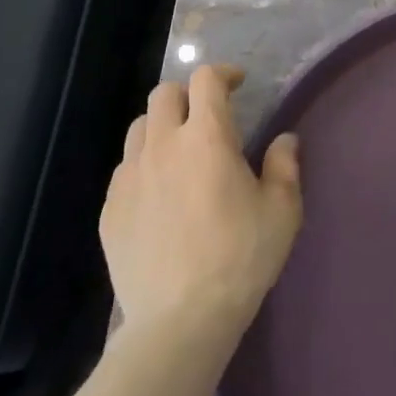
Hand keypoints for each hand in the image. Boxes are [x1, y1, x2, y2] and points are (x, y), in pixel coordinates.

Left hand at [101, 64, 302, 343]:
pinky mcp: (110, 209)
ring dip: (161, 127)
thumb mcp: (282, 210)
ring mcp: (130, 176)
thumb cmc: (240, 258)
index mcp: (207, 137)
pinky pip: (125, 169)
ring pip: (139, 128)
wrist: (179, 321)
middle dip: (188, 94)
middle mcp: (163, 145)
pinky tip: (160, 194)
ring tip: (180, 152)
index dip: (223, 73)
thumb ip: (285, 165)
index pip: (206, 79)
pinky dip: (144, 165)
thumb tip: (284, 139)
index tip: (238, 84)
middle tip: (208, 116)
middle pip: (164, 93)